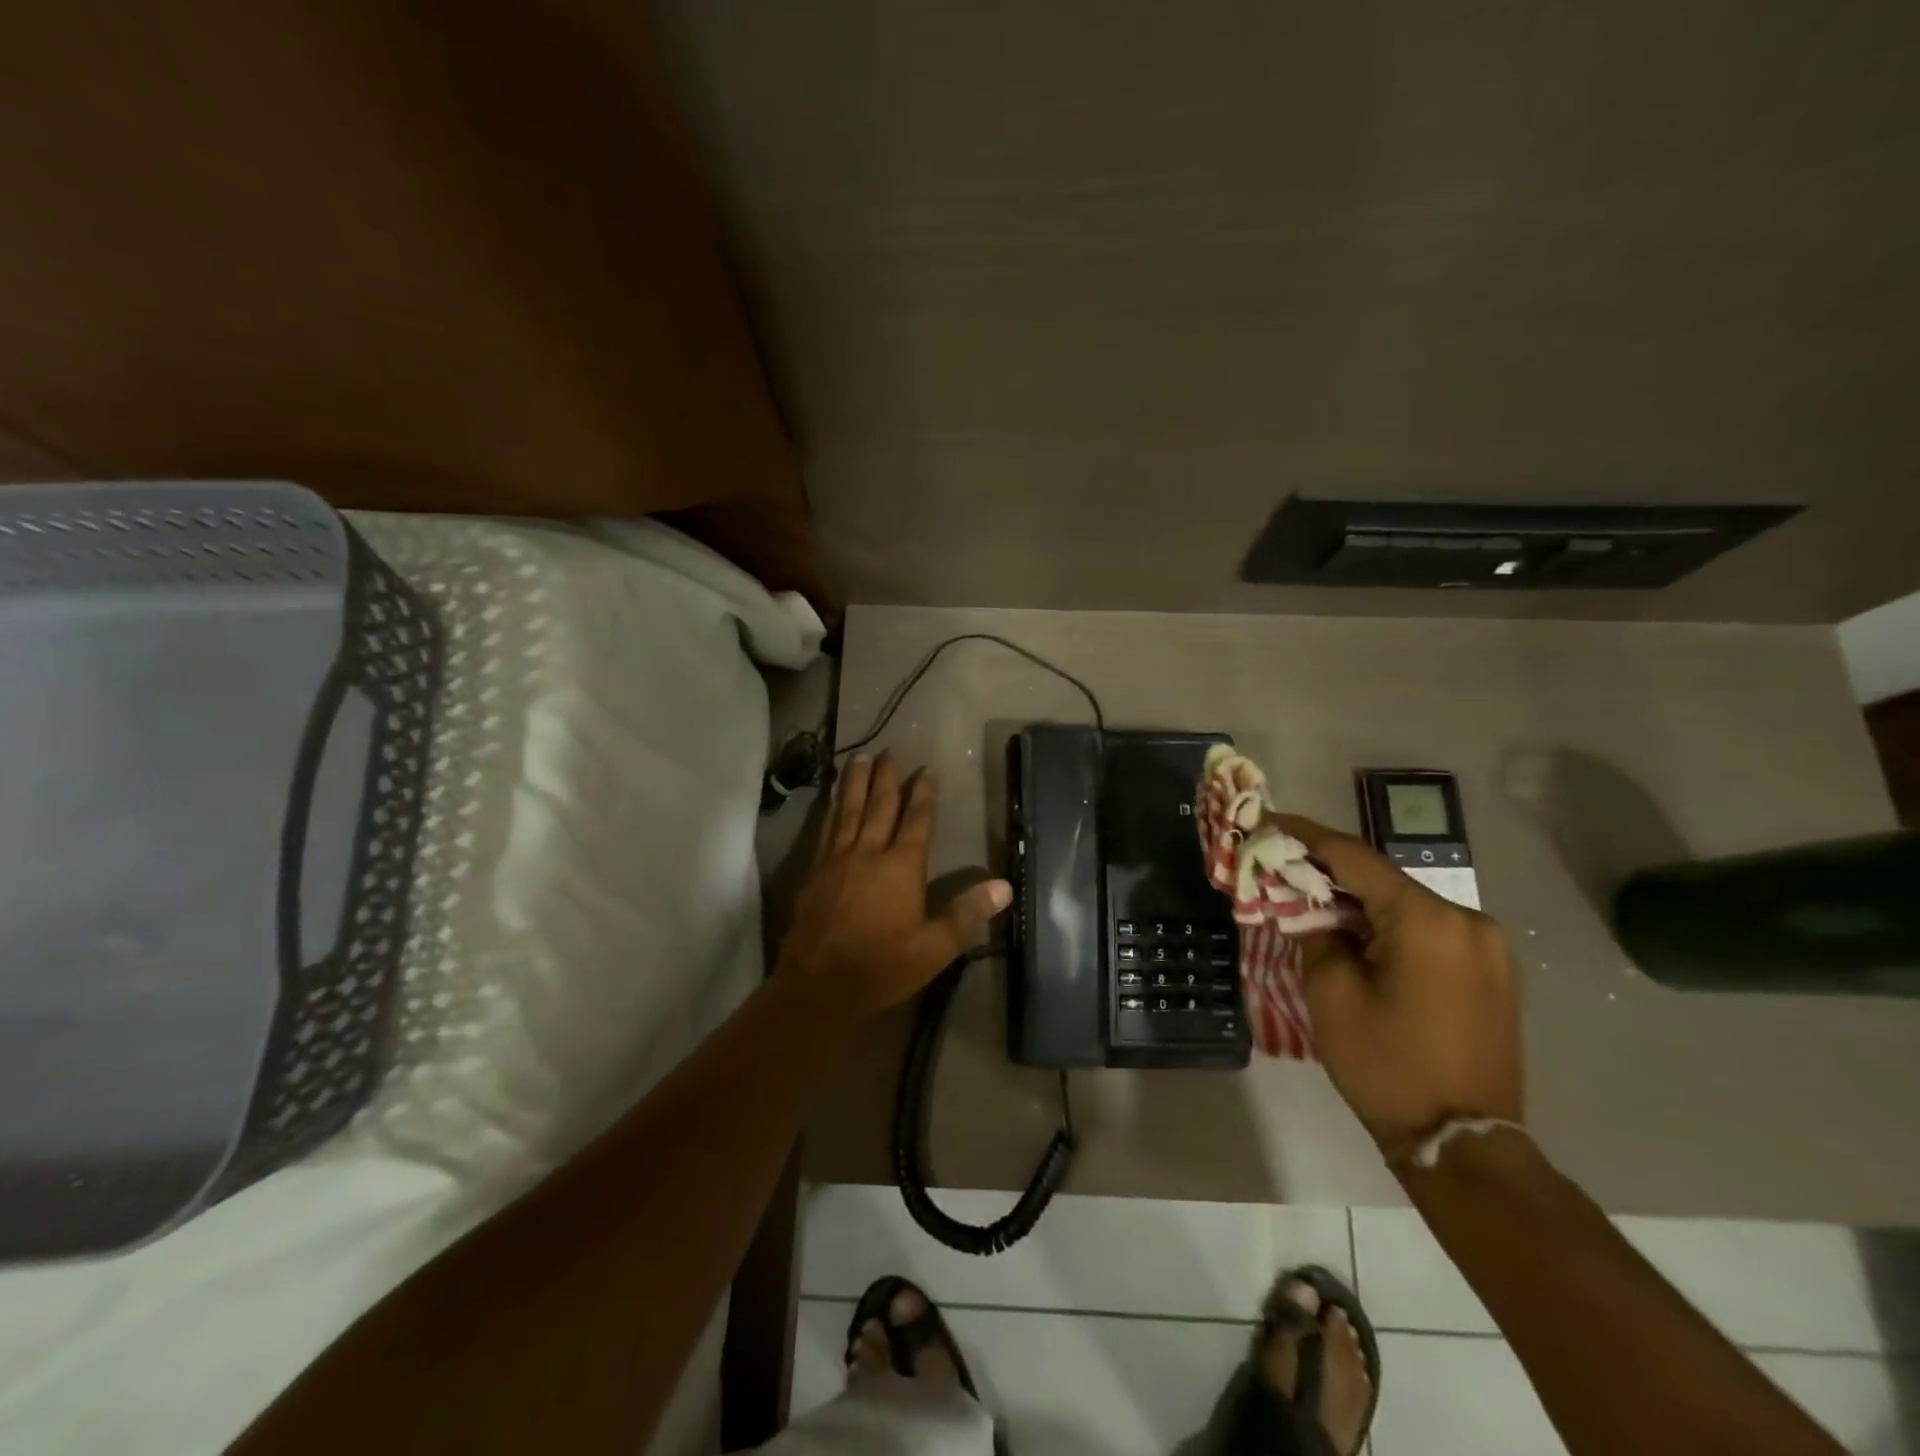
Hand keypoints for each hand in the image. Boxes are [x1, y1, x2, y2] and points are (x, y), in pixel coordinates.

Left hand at [779, 752, 1011, 1015]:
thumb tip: (1004, 886)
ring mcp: (837, 859)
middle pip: (880, 805)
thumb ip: (966, 913)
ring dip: (856, 782)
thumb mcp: (934, 948)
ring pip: (848, 810)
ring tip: (859, 757)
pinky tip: (832, 800)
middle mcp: (868, 853)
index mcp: (901, 867)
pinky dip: (831, 808)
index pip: (916, 821)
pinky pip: (826, 828)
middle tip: (890, 750)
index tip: (927, 771)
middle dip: (887, 777)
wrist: (818, 986)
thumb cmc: (882, 967)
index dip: (924, 795)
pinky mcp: (814, 871)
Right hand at [1274, 814, 1523, 1154]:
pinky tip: (1357, 931)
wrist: (1464, 1143)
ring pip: (1404, 901)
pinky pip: (1427, 927)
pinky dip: (1387, 921)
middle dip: (1329, 870)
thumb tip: (1308, 904)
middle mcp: (1467, 918)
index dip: (1305, 836)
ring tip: (1312, 898)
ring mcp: (1487, 944)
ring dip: (1358, 897)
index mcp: (1426, 919)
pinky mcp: (1491, 968)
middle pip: (1381, 878)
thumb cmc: (1386, 1065)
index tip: (1268, 821)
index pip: (1353, 857)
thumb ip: (1315, 931)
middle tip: (1282, 865)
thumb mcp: (1331, 993)